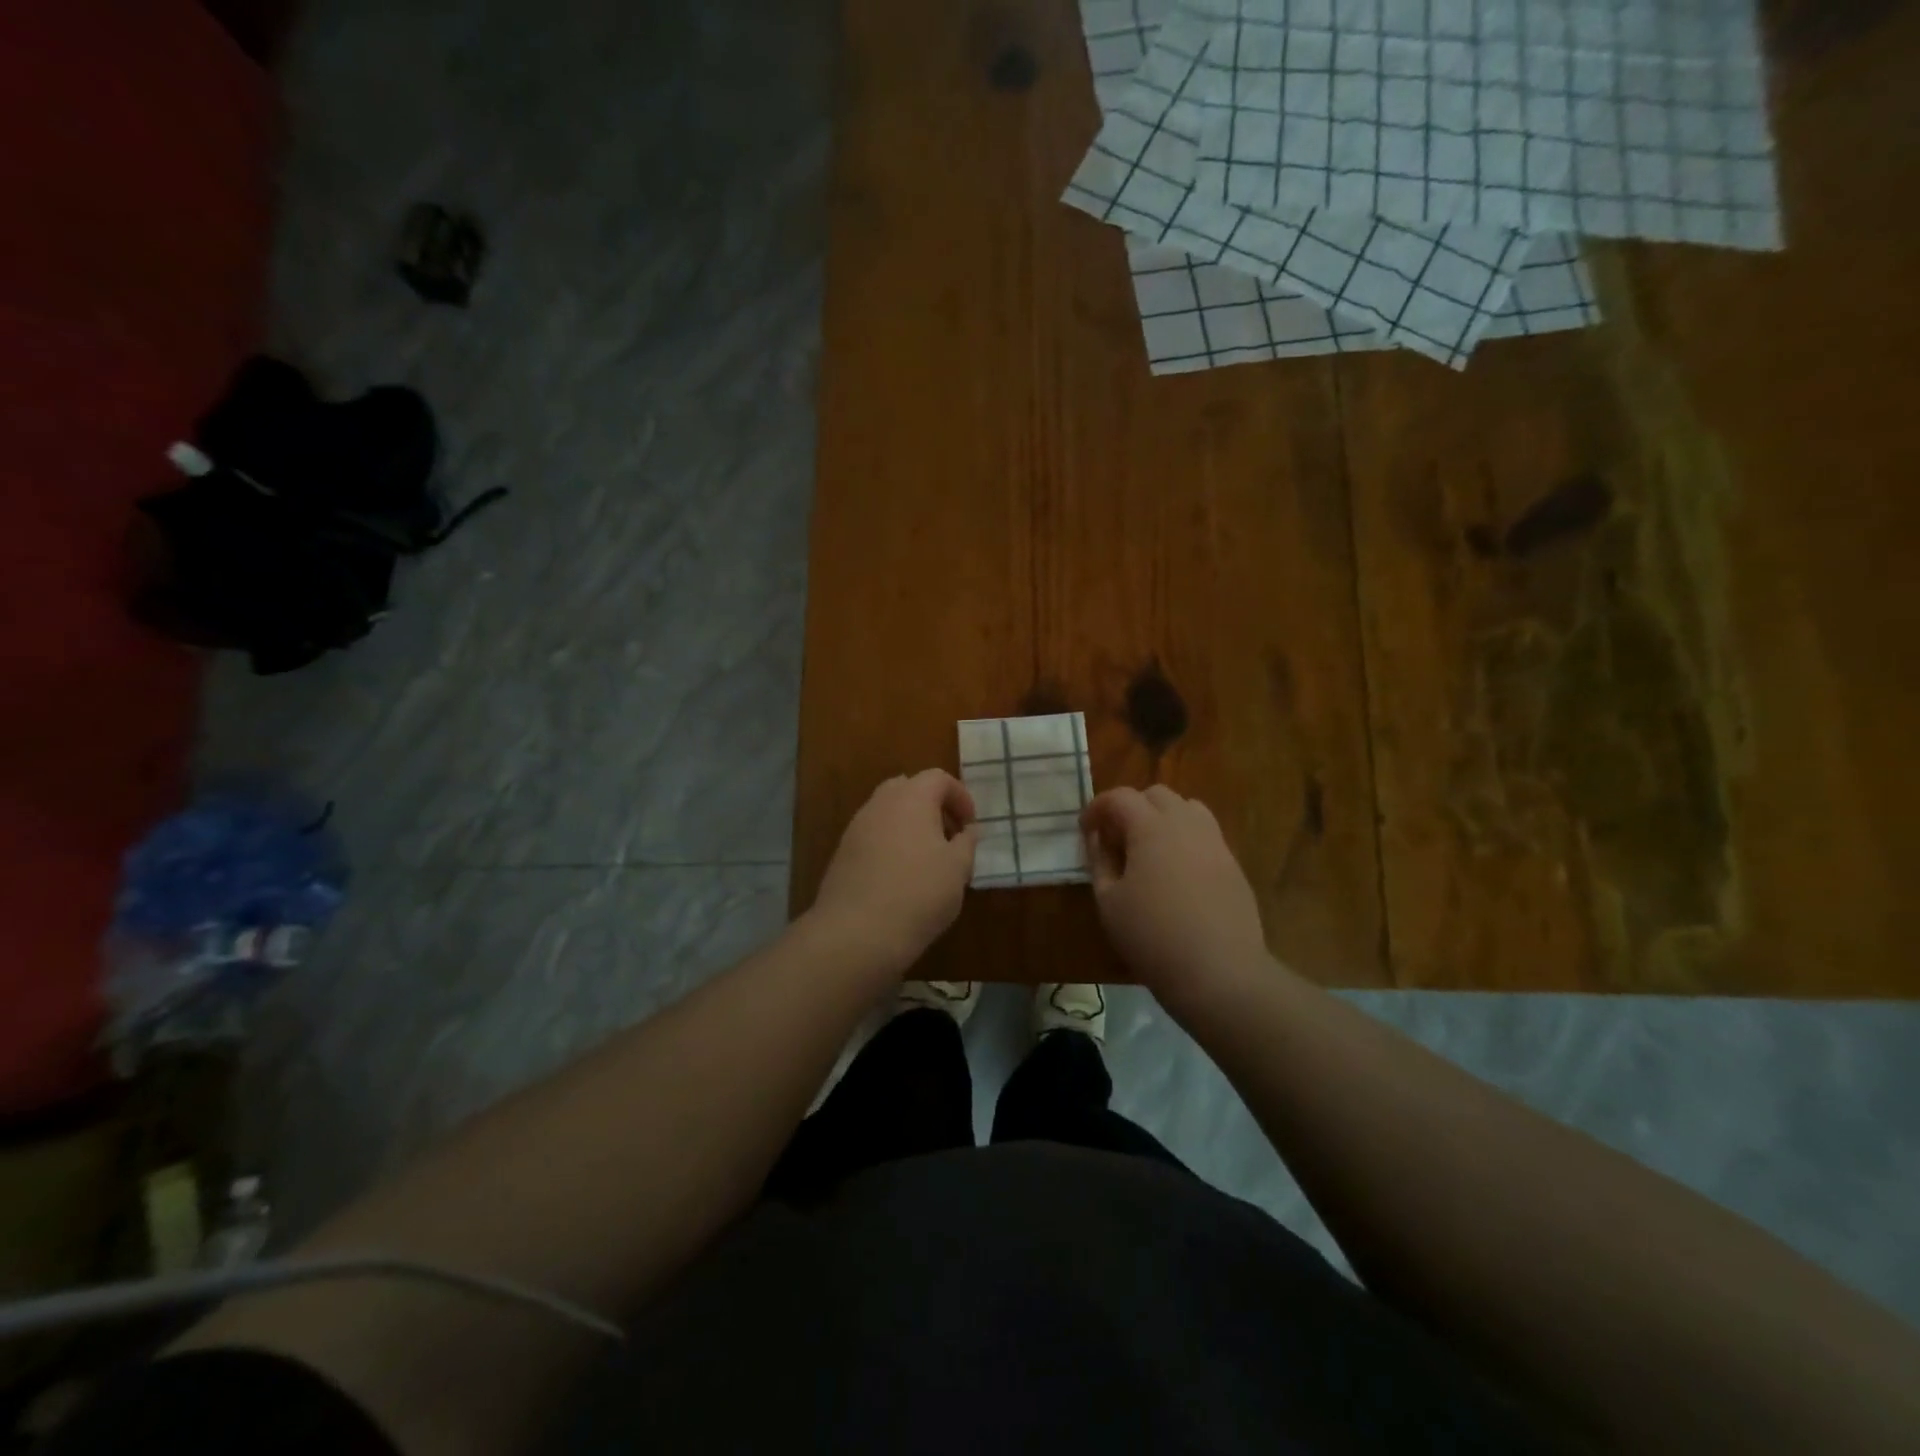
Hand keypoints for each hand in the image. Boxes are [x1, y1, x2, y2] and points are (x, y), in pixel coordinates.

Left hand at [808, 770, 978, 974]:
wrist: (856, 932)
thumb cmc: (918, 893)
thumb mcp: (957, 869)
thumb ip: (966, 843)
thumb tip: (969, 830)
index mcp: (911, 798)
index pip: (938, 778)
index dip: (960, 797)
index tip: (970, 826)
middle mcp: (880, 804)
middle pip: (908, 789)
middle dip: (932, 807)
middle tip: (948, 837)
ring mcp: (856, 827)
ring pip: (888, 813)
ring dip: (910, 826)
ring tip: (928, 860)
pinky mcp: (843, 853)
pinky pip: (873, 836)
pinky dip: (891, 844)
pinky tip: (902, 877)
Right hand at [1081, 786, 1271, 1012]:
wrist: (1219, 973)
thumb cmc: (1152, 937)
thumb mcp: (1109, 901)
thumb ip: (1099, 861)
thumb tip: (1097, 837)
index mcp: (1152, 827)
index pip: (1120, 797)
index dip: (1097, 808)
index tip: (1085, 829)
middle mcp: (1187, 824)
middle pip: (1157, 794)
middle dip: (1131, 807)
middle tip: (1116, 838)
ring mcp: (1215, 843)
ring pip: (1187, 808)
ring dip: (1162, 818)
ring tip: (1148, 849)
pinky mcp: (1233, 865)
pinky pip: (1205, 835)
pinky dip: (1184, 839)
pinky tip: (1175, 872)